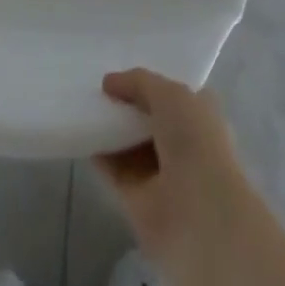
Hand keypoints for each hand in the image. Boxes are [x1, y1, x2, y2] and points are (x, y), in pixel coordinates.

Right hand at [94, 68, 248, 262]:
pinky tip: (83, 135)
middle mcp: (184, 143)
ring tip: (85, 105)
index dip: (151, 82)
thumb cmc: (195, 141)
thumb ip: (139, 82)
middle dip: (127, 104)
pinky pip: (116, 170)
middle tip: (97, 86)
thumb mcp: (170, 94)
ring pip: (131, 144)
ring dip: (112, 129)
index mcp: (201, 115)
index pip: (174, 94)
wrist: (199, 215)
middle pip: (150, 118)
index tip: (122, 70)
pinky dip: (100, 155)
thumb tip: (108, 82)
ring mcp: (162, 174)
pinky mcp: (139, 200)